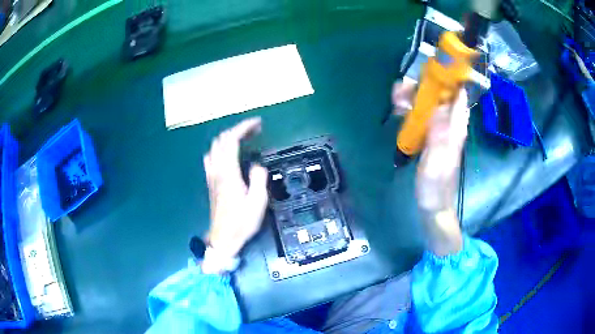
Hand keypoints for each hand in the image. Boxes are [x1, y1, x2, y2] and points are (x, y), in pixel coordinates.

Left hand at [203, 118, 268, 259]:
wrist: (223, 238)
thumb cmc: (242, 222)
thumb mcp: (258, 202)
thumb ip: (258, 179)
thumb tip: (257, 165)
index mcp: (228, 172)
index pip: (231, 140)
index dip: (244, 127)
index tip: (257, 123)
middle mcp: (217, 170)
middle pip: (221, 140)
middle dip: (237, 129)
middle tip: (254, 131)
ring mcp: (211, 176)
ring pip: (214, 147)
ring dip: (228, 138)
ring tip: (243, 139)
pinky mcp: (210, 182)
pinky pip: (211, 157)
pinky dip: (221, 148)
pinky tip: (229, 154)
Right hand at [392, 82, 469, 255]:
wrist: (433, 205)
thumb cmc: (436, 186)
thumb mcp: (437, 161)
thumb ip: (439, 135)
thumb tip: (438, 105)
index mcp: (455, 128)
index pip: (458, 95)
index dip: (448, 79)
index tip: (431, 69)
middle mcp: (449, 125)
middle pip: (439, 96)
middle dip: (422, 86)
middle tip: (402, 88)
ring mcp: (439, 130)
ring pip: (428, 104)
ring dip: (413, 97)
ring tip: (396, 99)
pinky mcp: (430, 137)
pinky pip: (422, 116)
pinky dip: (411, 109)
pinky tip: (399, 111)